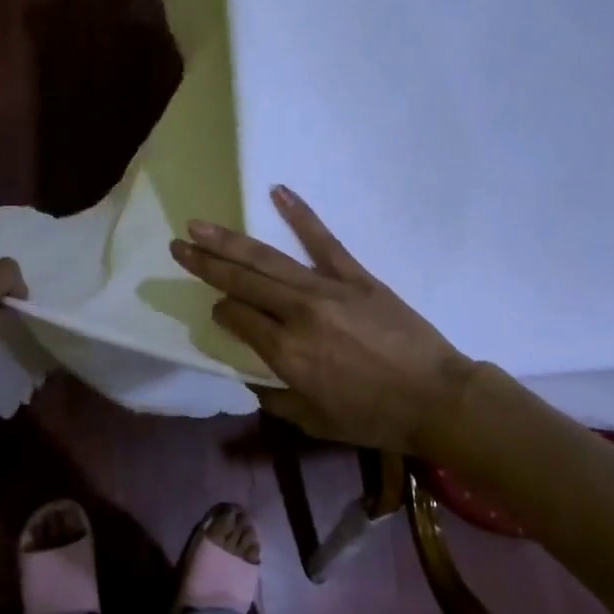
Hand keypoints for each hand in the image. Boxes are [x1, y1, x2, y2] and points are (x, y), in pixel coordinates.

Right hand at [169, 185, 475, 457]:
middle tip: (178, 245)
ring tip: (200, 225)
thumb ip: (277, 398)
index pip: (237, 318)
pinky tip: (278, 191)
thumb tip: (253, 378)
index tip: (216, 308)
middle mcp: (297, 314)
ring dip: (230, 240)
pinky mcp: (356, 275)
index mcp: (286, 353)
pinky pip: (323, 240)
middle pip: (242, 282)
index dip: (221, 310)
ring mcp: (327, 289)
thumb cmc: (374, 417)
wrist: (436, 397)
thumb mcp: (315, 421)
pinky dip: (300, 214)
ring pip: (268, 259)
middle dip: (206, 263)